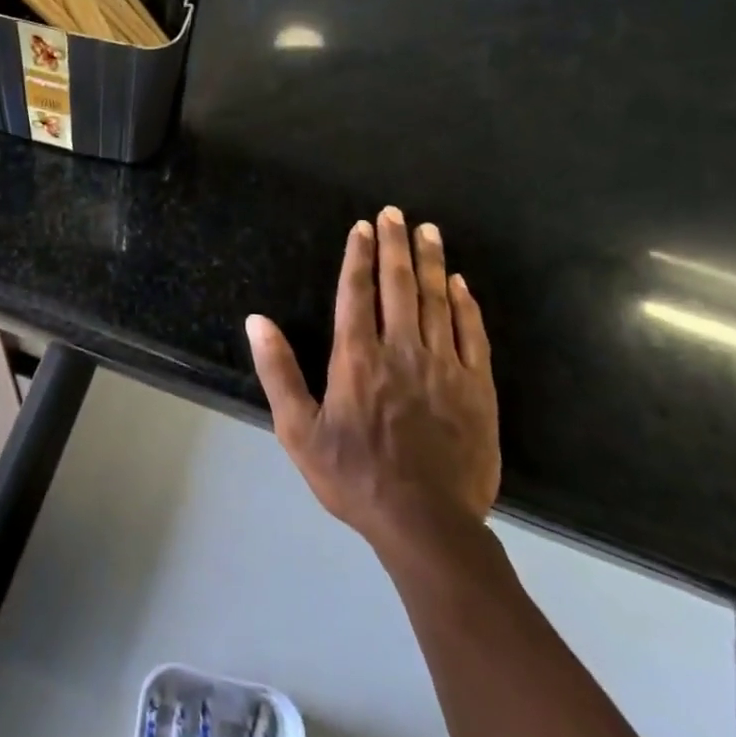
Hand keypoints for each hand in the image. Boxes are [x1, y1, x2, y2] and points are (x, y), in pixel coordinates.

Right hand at [247, 209, 500, 565]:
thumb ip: (278, 371)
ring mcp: (446, 367)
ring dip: (431, 263)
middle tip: (396, 213)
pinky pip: (474, 335)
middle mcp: (402, 351)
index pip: (357, 293)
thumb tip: (257, 321)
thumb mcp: (298, 430)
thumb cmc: (354, 477)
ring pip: (438, 301)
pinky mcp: (478, 389)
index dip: (359, 256)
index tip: (363, 227)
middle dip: (396, 245)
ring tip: (429, 231)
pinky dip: (466, 305)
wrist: (426, 523)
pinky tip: (460, 284)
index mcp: (357, 359)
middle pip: (399, 286)